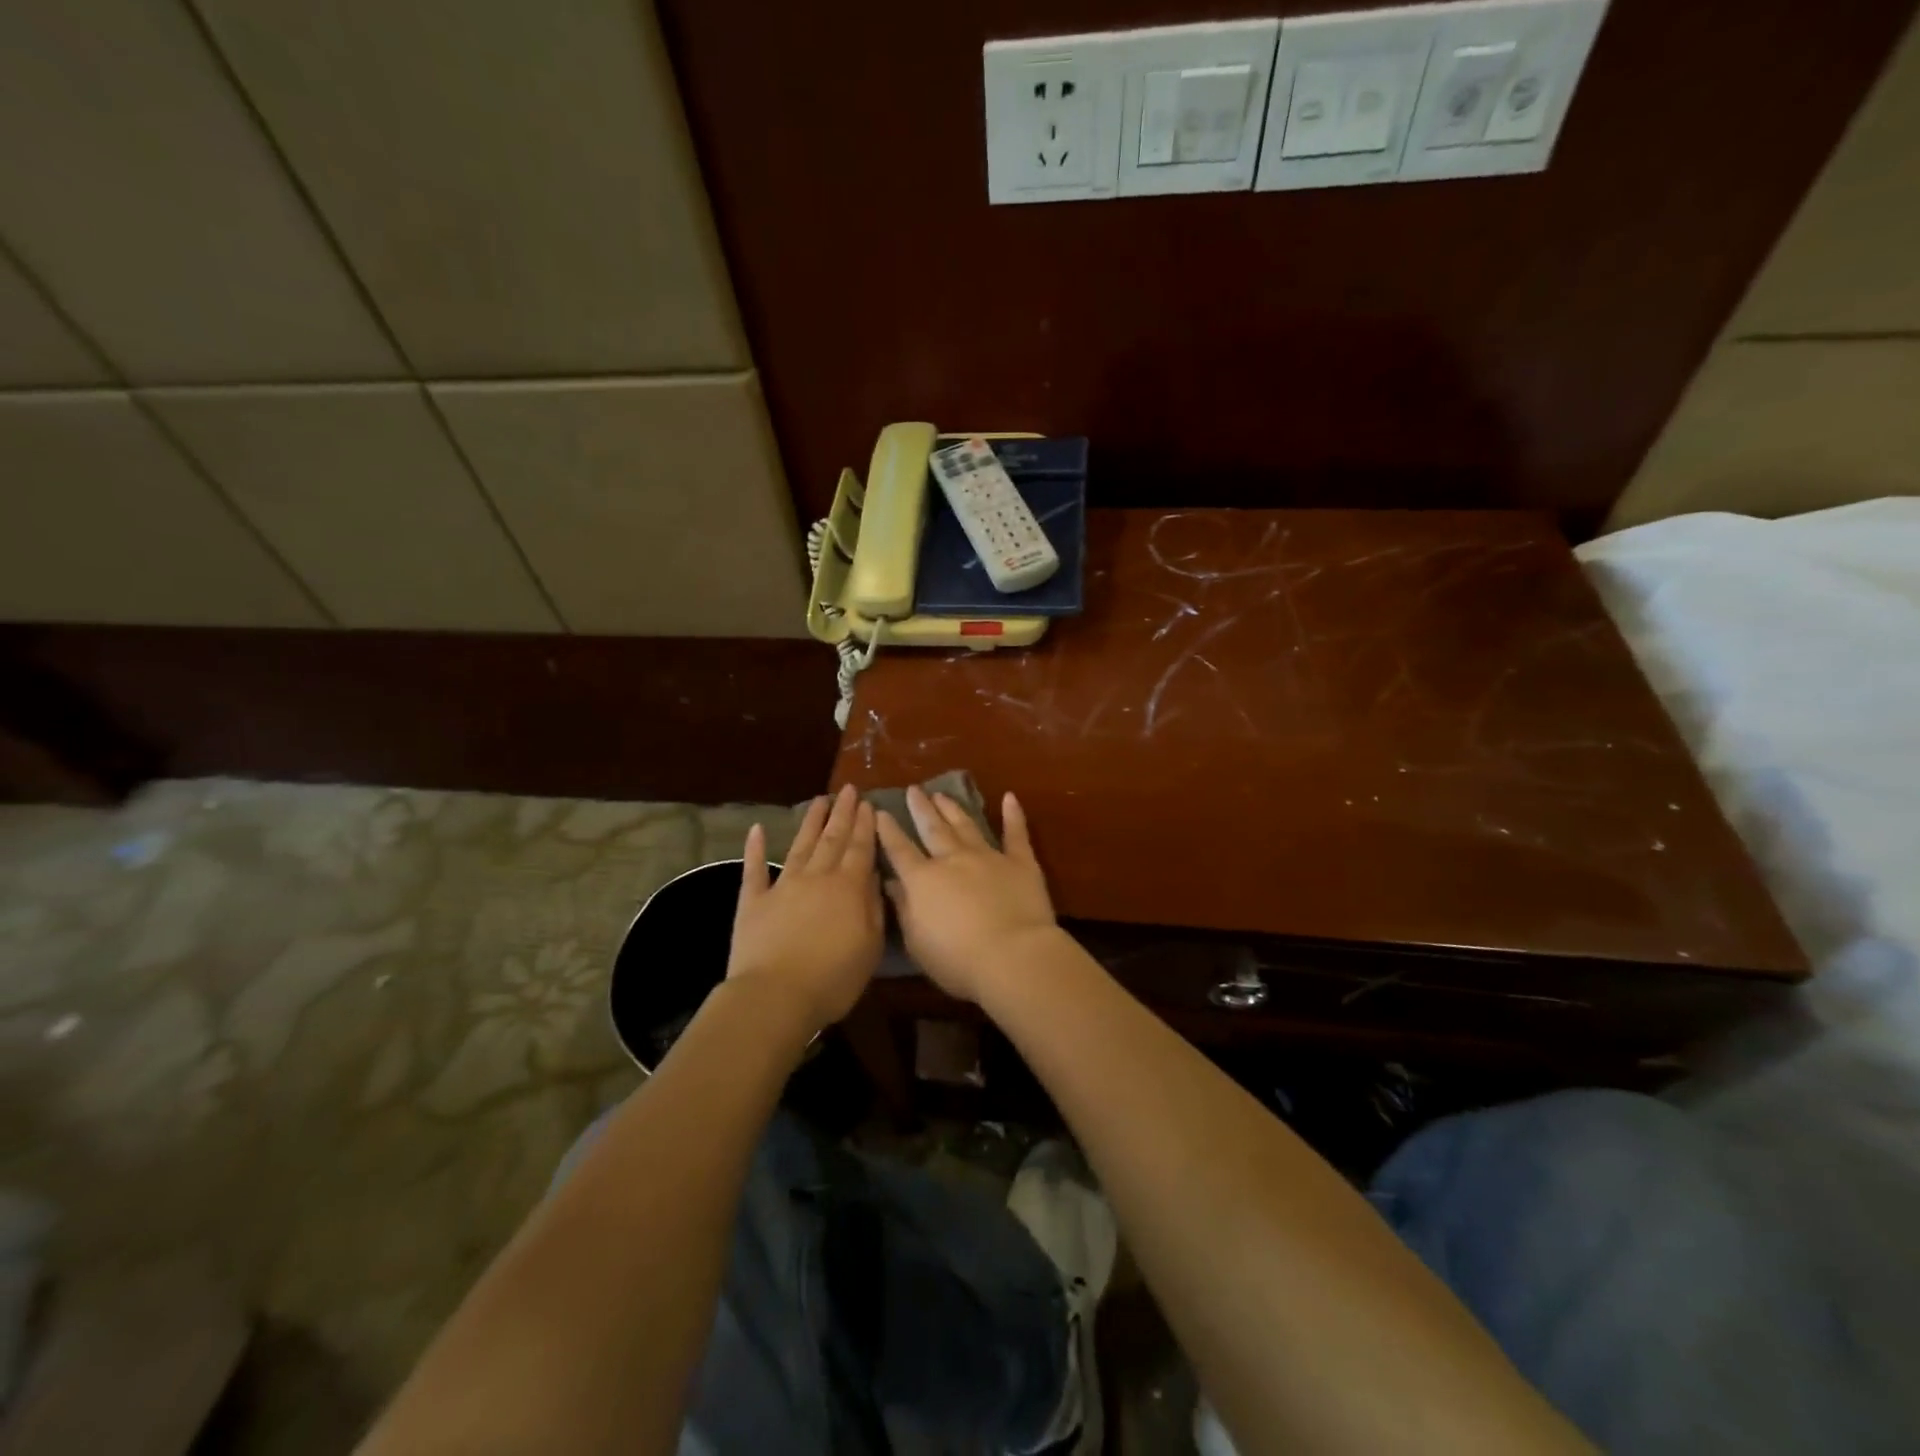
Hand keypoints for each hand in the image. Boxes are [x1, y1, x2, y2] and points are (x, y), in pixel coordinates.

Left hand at [728, 785, 882, 1029]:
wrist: (775, 995)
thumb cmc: (833, 978)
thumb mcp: (870, 947)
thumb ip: (874, 909)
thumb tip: (874, 877)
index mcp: (848, 888)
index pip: (860, 848)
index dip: (865, 825)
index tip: (868, 803)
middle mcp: (817, 877)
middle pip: (832, 839)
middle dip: (842, 813)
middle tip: (848, 790)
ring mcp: (783, 886)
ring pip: (800, 845)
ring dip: (810, 822)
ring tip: (819, 800)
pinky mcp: (753, 901)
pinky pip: (754, 869)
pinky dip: (755, 849)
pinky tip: (757, 829)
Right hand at [875, 787, 1057, 1003]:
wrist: (1012, 956)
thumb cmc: (958, 960)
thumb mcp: (917, 942)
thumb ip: (904, 909)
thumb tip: (892, 883)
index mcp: (923, 880)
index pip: (900, 850)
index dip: (888, 831)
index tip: (880, 811)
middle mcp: (953, 860)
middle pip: (933, 829)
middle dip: (921, 809)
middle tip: (914, 790)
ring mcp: (988, 857)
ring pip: (966, 826)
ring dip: (953, 808)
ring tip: (942, 794)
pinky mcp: (1020, 862)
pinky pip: (1016, 834)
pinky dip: (1013, 815)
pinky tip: (1009, 797)